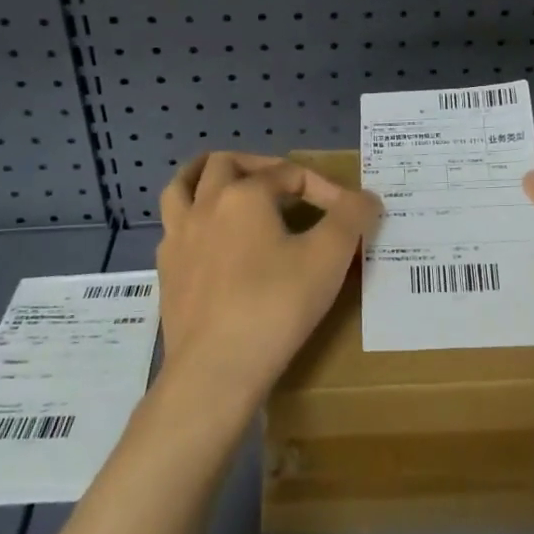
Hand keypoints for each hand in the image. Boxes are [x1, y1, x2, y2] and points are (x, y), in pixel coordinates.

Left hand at [156, 152, 381, 411]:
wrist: (217, 370)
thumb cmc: (276, 306)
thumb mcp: (329, 257)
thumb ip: (352, 218)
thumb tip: (366, 198)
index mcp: (244, 195)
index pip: (290, 174)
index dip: (325, 189)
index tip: (349, 216)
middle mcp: (205, 206)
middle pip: (226, 163)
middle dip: (259, 165)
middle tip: (285, 184)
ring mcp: (179, 238)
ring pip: (181, 186)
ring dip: (207, 177)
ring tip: (230, 186)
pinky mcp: (167, 272)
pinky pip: (174, 227)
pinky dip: (193, 218)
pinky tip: (211, 239)